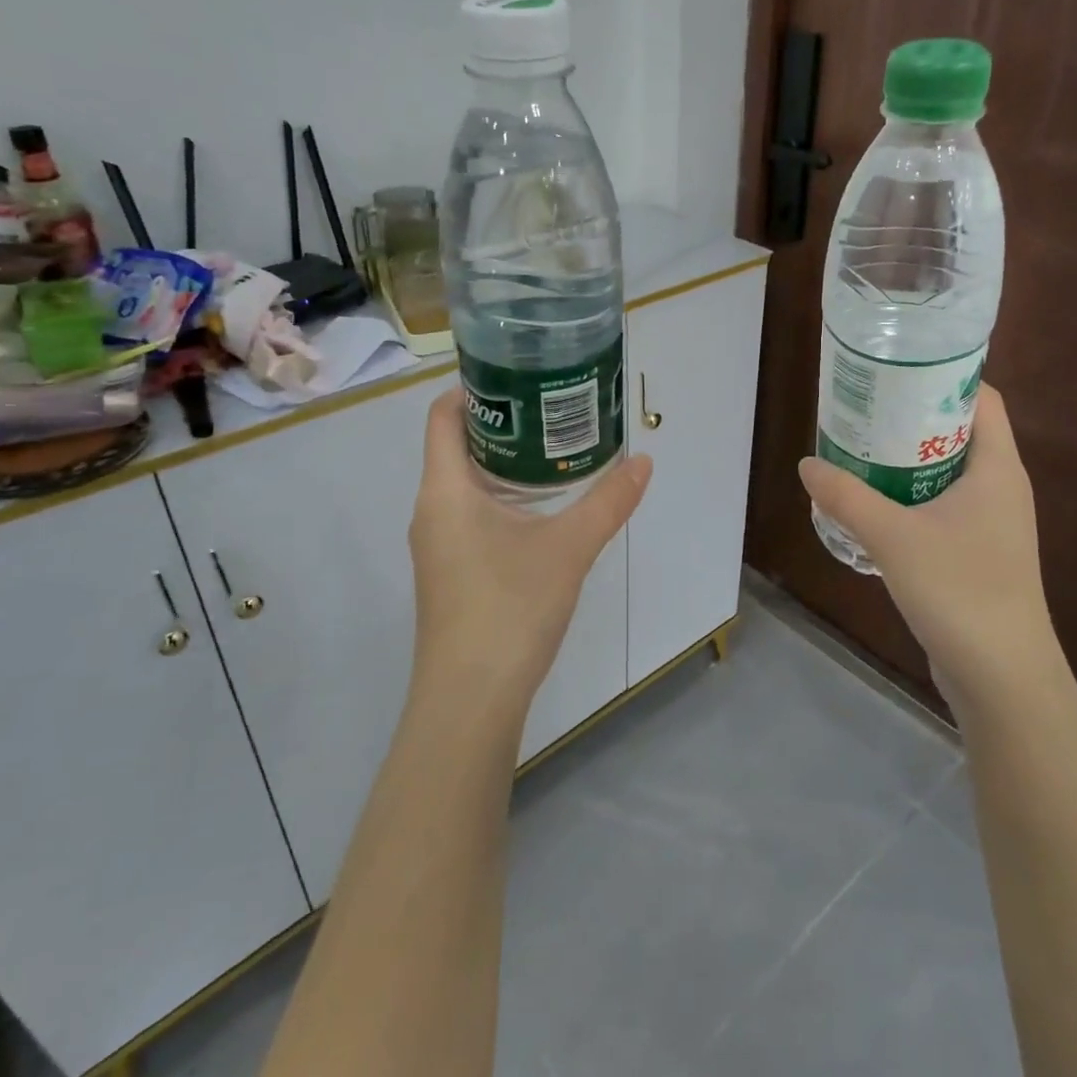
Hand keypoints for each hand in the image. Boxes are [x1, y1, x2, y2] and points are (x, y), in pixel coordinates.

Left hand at [407, 386, 651, 725]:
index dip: (474, 389)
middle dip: (503, 424)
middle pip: (457, 447)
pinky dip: (502, 498)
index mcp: (446, 490)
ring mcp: (437, 545)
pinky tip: (542, 510)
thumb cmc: (509, 608)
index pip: (443, 417)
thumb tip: (644, 461)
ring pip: (466, 484)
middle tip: (553, 409)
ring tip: (555, 451)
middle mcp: (432, 510)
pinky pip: (470, 515)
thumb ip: (608, 501)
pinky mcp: (450, 573)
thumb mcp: (569, 548)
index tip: (519, 376)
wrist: (470, 700)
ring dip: (505, 464)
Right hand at [799, 385, 1057, 714]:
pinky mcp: (977, 555)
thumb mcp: (893, 536)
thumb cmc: (960, 591)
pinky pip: (941, 508)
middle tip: (864, 410)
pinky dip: (910, 498)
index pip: (981, 399)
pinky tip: (872, 507)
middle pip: (959, 433)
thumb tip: (807, 464)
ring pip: (947, 473)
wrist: (1003, 678)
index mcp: (997, 469)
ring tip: (859, 451)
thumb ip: (846, 497)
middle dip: (912, 418)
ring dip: (906, 461)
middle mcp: (1000, 488)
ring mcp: (991, 524)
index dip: (943, 378)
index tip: (896, 372)